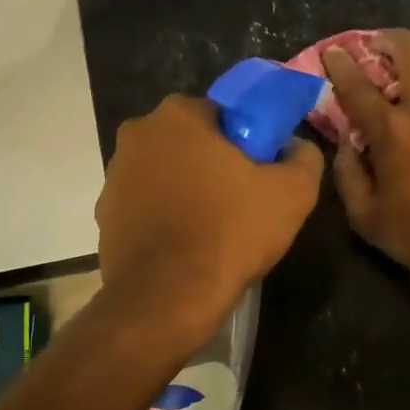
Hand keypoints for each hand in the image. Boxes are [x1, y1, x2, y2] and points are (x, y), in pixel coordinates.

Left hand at [96, 96, 321, 336]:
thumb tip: (296, 147)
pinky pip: (148, 206)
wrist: (169, 295)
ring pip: (167, 174)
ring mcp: (115, 176)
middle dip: (215, 163)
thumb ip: (303, 158)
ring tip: (216, 228)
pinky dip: (167, 218)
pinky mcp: (106, 215)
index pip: (224, 114)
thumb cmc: (232, 231)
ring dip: (189, 190)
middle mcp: (138, 135)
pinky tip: (189, 246)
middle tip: (244, 199)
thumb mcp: (293, 193)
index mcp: (179, 116)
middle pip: (191, 142)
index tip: (263, 171)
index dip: (249, 141)